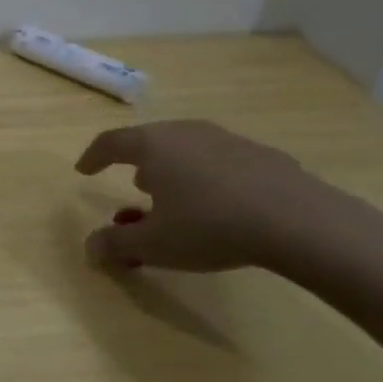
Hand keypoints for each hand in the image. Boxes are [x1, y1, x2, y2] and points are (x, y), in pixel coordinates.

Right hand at [74, 119, 320, 273]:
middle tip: (136, 189)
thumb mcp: (154, 245)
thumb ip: (116, 244)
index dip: (94, 156)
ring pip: (187, 150)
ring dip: (174, 172)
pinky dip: (209, 179)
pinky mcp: (261, 155)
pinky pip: (221, 162)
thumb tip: (89, 248)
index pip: (111, 142)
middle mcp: (185, 132)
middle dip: (138, 165)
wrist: (298, 220)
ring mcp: (226, 139)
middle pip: (151, 142)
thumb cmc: (209, 226)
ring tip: (178, 198)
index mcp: (152, 145)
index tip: (84, 170)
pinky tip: (222, 206)